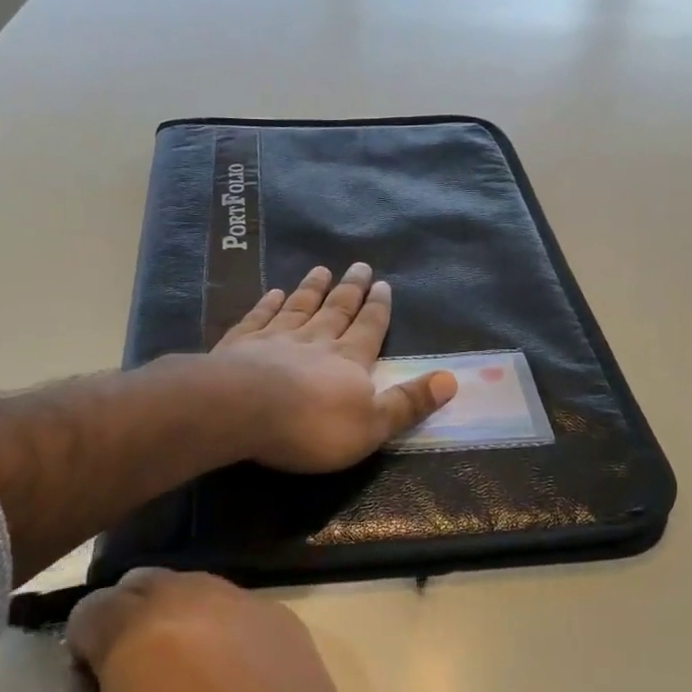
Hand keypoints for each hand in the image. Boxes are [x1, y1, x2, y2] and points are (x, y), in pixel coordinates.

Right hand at [64, 568, 388, 691]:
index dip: (83, 650)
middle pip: (140, 586)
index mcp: (141, 634)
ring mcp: (246, 604)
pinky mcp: (284, 620)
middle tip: (136, 684)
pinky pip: (232, 607)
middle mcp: (193, 600)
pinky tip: (233, 683)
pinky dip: (217, 629)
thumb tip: (89, 683)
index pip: (90, 610)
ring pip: (189, 588)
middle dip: (125, 623)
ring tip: (185, 681)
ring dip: (172, 620)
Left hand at [212, 263, 455, 473]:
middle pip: (336, 310)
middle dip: (350, 289)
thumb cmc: (312, 426)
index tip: (383, 283)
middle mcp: (315, 340)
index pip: (369, 328)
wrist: (242, 411)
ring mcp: (274, 338)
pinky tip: (273, 293)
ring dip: (311, 289)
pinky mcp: (240, 344)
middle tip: (359, 265)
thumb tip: (452, 380)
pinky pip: (258, 318)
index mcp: (349, 361)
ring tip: (321, 270)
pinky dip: (268, 304)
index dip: (378, 308)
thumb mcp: (372, 426)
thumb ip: (408, 403)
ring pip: (299, 307)